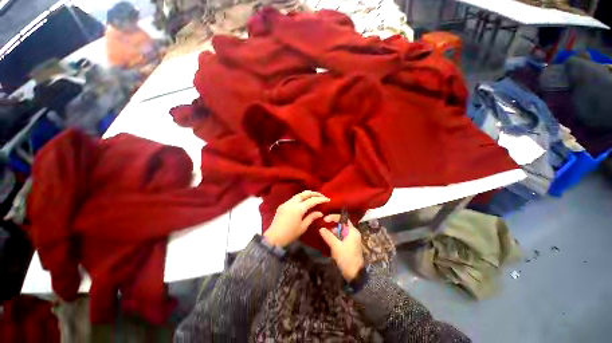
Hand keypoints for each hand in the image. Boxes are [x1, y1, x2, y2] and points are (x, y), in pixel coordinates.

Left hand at [264, 191, 329, 247]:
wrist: (273, 238)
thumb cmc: (290, 234)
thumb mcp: (303, 227)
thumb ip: (311, 217)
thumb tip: (320, 213)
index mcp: (298, 209)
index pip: (312, 200)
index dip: (320, 199)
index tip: (327, 199)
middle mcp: (292, 203)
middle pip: (304, 193)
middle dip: (314, 193)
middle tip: (321, 196)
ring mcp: (286, 203)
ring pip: (298, 194)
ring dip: (307, 194)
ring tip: (314, 197)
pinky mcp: (282, 205)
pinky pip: (293, 198)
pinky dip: (300, 198)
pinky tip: (304, 201)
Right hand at [319, 215, 363, 281]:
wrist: (354, 275)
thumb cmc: (346, 258)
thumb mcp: (336, 246)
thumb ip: (328, 236)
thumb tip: (321, 228)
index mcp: (352, 231)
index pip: (343, 219)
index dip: (333, 217)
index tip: (325, 219)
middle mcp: (353, 233)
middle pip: (341, 225)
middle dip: (332, 225)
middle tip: (323, 228)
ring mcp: (351, 239)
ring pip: (340, 231)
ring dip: (332, 232)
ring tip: (324, 234)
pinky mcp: (349, 245)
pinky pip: (340, 237)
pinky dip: (334, 237)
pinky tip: (328, 240)